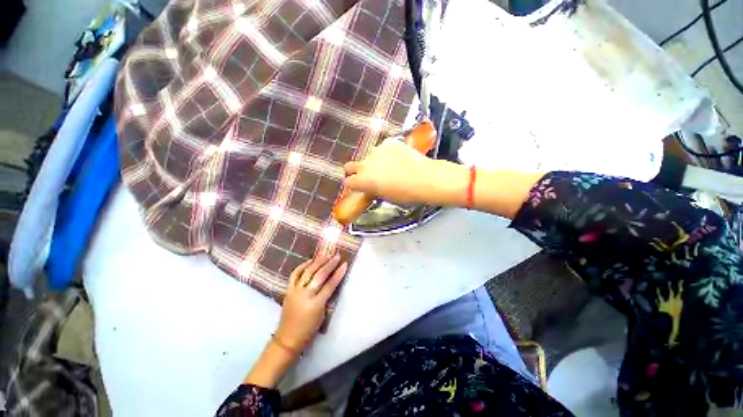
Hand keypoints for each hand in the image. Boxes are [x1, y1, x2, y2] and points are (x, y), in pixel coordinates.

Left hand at [274, 253, 347, 351]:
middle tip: (336, 255)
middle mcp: (305, 295)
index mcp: (315, 304)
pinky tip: (310, 260)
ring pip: (307, 272)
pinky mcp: (288, 290)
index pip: (330, 285)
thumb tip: (332, 280)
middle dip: (329, 264)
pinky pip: (295, 274)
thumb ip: (327, 296)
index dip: (338, 274)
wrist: (288, 337)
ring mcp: (295, 291)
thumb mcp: (322, 314)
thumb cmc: (309, 329)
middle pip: (319, 275)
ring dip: (318, 262)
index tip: (345, 264)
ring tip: (326, 254)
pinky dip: (302, 266)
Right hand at [344, 138, 442, 204]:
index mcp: (363, 180)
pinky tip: (398, 158)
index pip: (348, 182)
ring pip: (369, 156)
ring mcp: (376, 151)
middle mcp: (365, 164)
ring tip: (389, 166)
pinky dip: (387, 153)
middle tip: (367, 175)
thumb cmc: (405, 194)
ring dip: (374, 161)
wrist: (425, 178)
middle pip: (350, 166)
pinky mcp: (388, 142)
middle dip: (355, 171)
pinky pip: (383, 148)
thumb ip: (372, 190)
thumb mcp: (385, 197)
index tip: (357, 186)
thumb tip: (370, 188)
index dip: (352, 185)